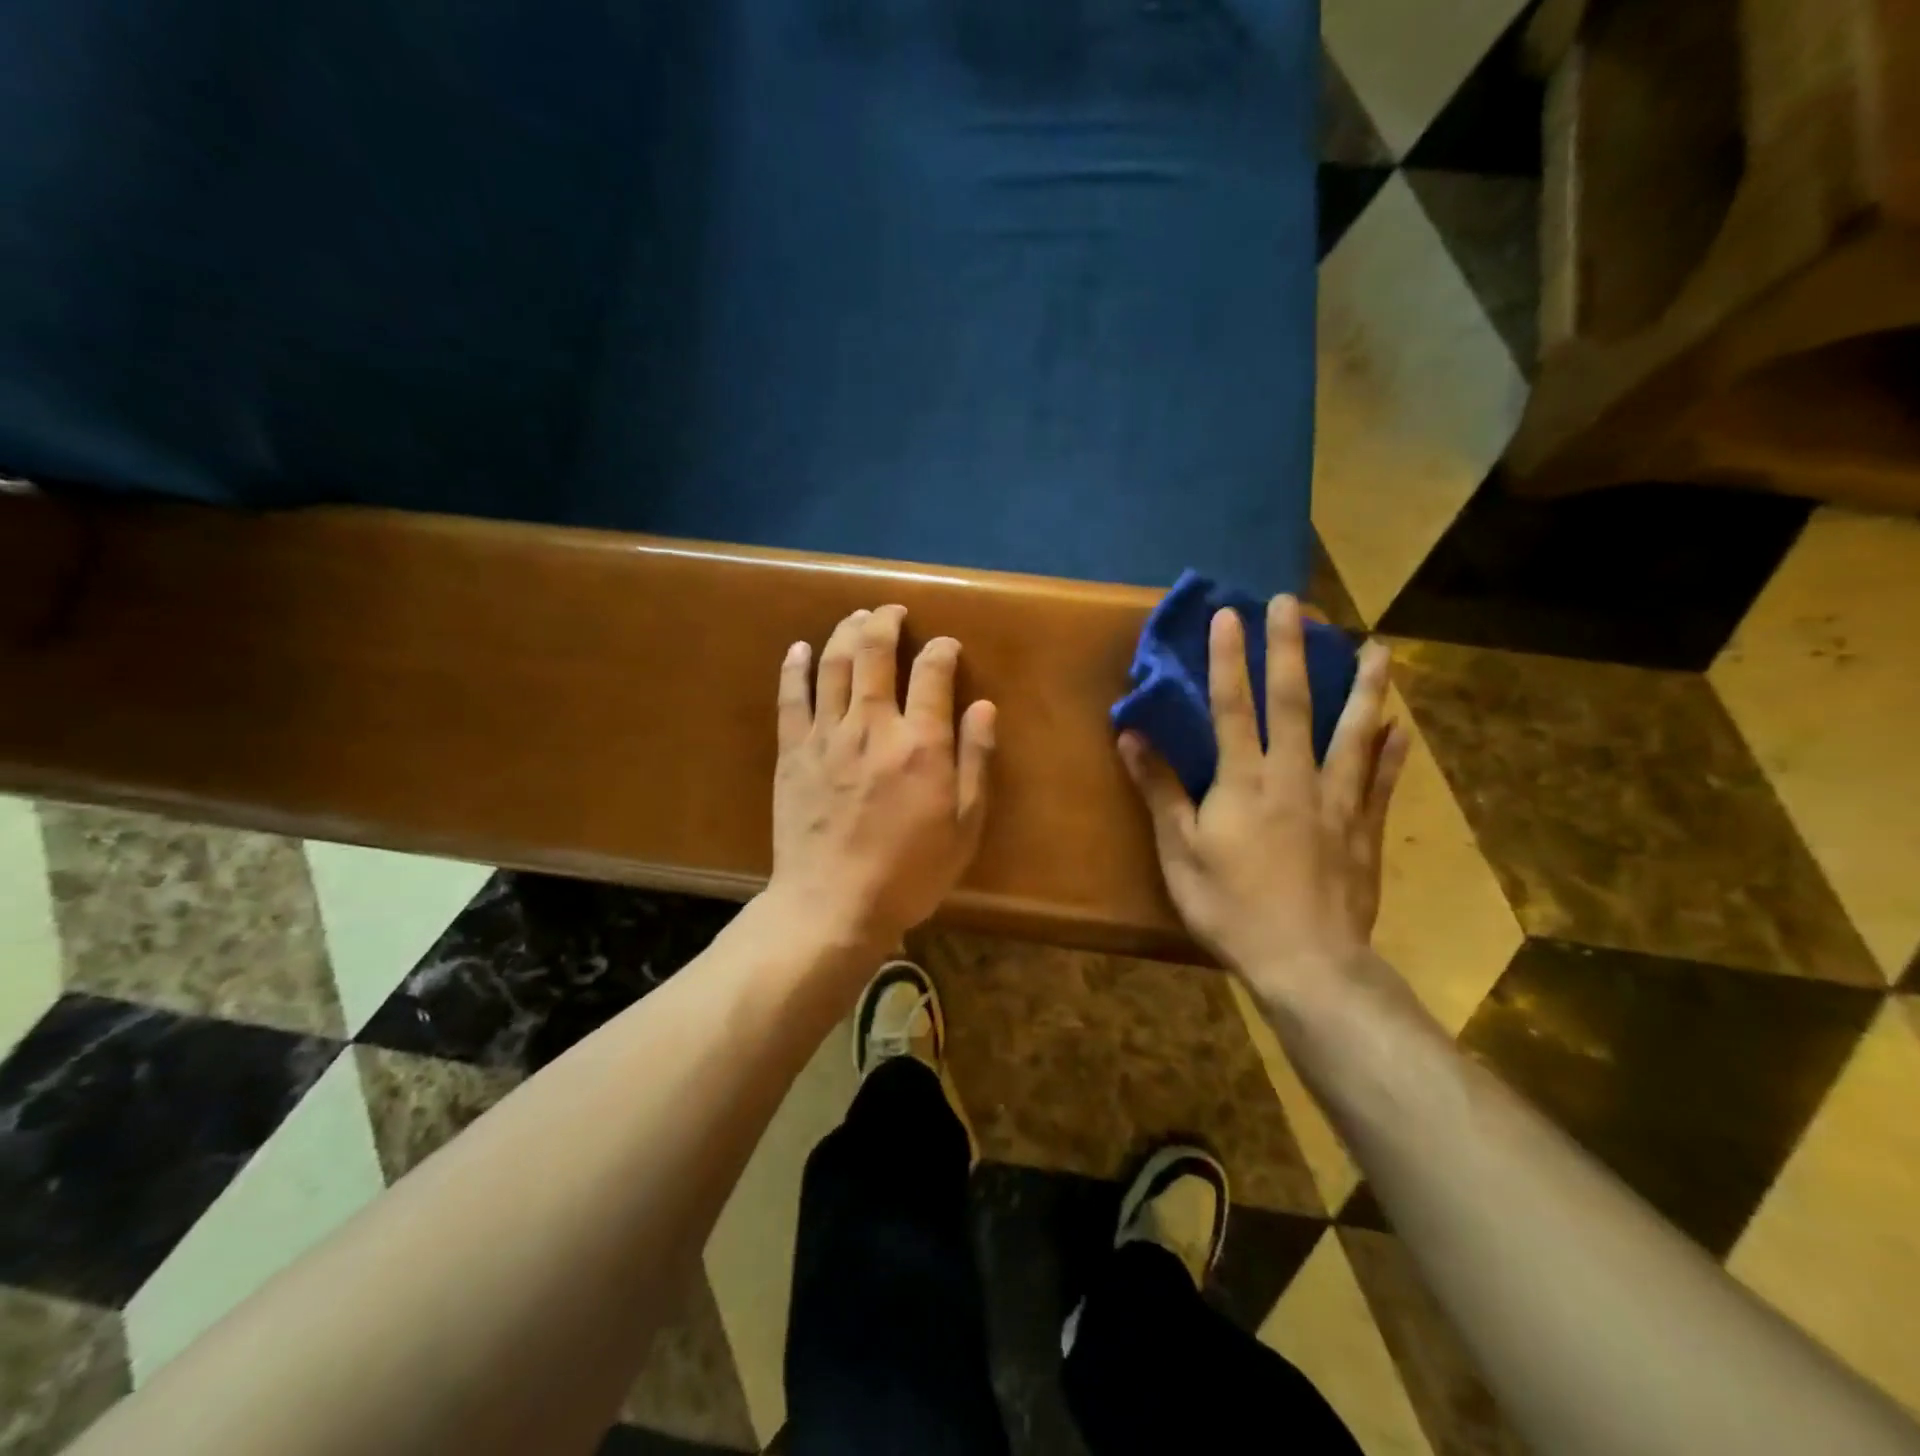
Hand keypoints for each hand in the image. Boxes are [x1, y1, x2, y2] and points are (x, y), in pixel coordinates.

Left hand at [768, 604, 996, 951]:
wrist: (832, 906)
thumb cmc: (909, 873)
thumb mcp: (964, 826)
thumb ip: (975, 761)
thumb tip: (983, 706)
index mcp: (921, 743)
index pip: (933, 671)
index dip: (942, 649)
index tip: (947, 646)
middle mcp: (873, 725)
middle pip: (875, 651)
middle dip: (886, 621)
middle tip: (893, 610)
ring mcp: (826, 736)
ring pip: (834, 664)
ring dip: (846, 631)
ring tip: (856, 617)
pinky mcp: (793, 752)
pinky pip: (791, 697)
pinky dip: (795, 667)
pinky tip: (798, 649)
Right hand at [1118, 597, 1409, 997]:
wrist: (1306, 961)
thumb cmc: (1230, 907)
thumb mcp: (1179, 851)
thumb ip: (1160, 790)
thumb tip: (1131, 736)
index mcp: (1243, 781)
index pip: (1232, 706)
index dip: (1228, 659)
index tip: (1230, 615)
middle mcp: (1294, 776)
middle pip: (1294, 702)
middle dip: (1292, 649)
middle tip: (1296, 604)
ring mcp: (1337, 800)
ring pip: (1353, 731)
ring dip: (1364, 686)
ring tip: (1378, 647)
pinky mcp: (1364, 828)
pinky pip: (1382, 780)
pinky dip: (1391, 750)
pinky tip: (1402, 726)